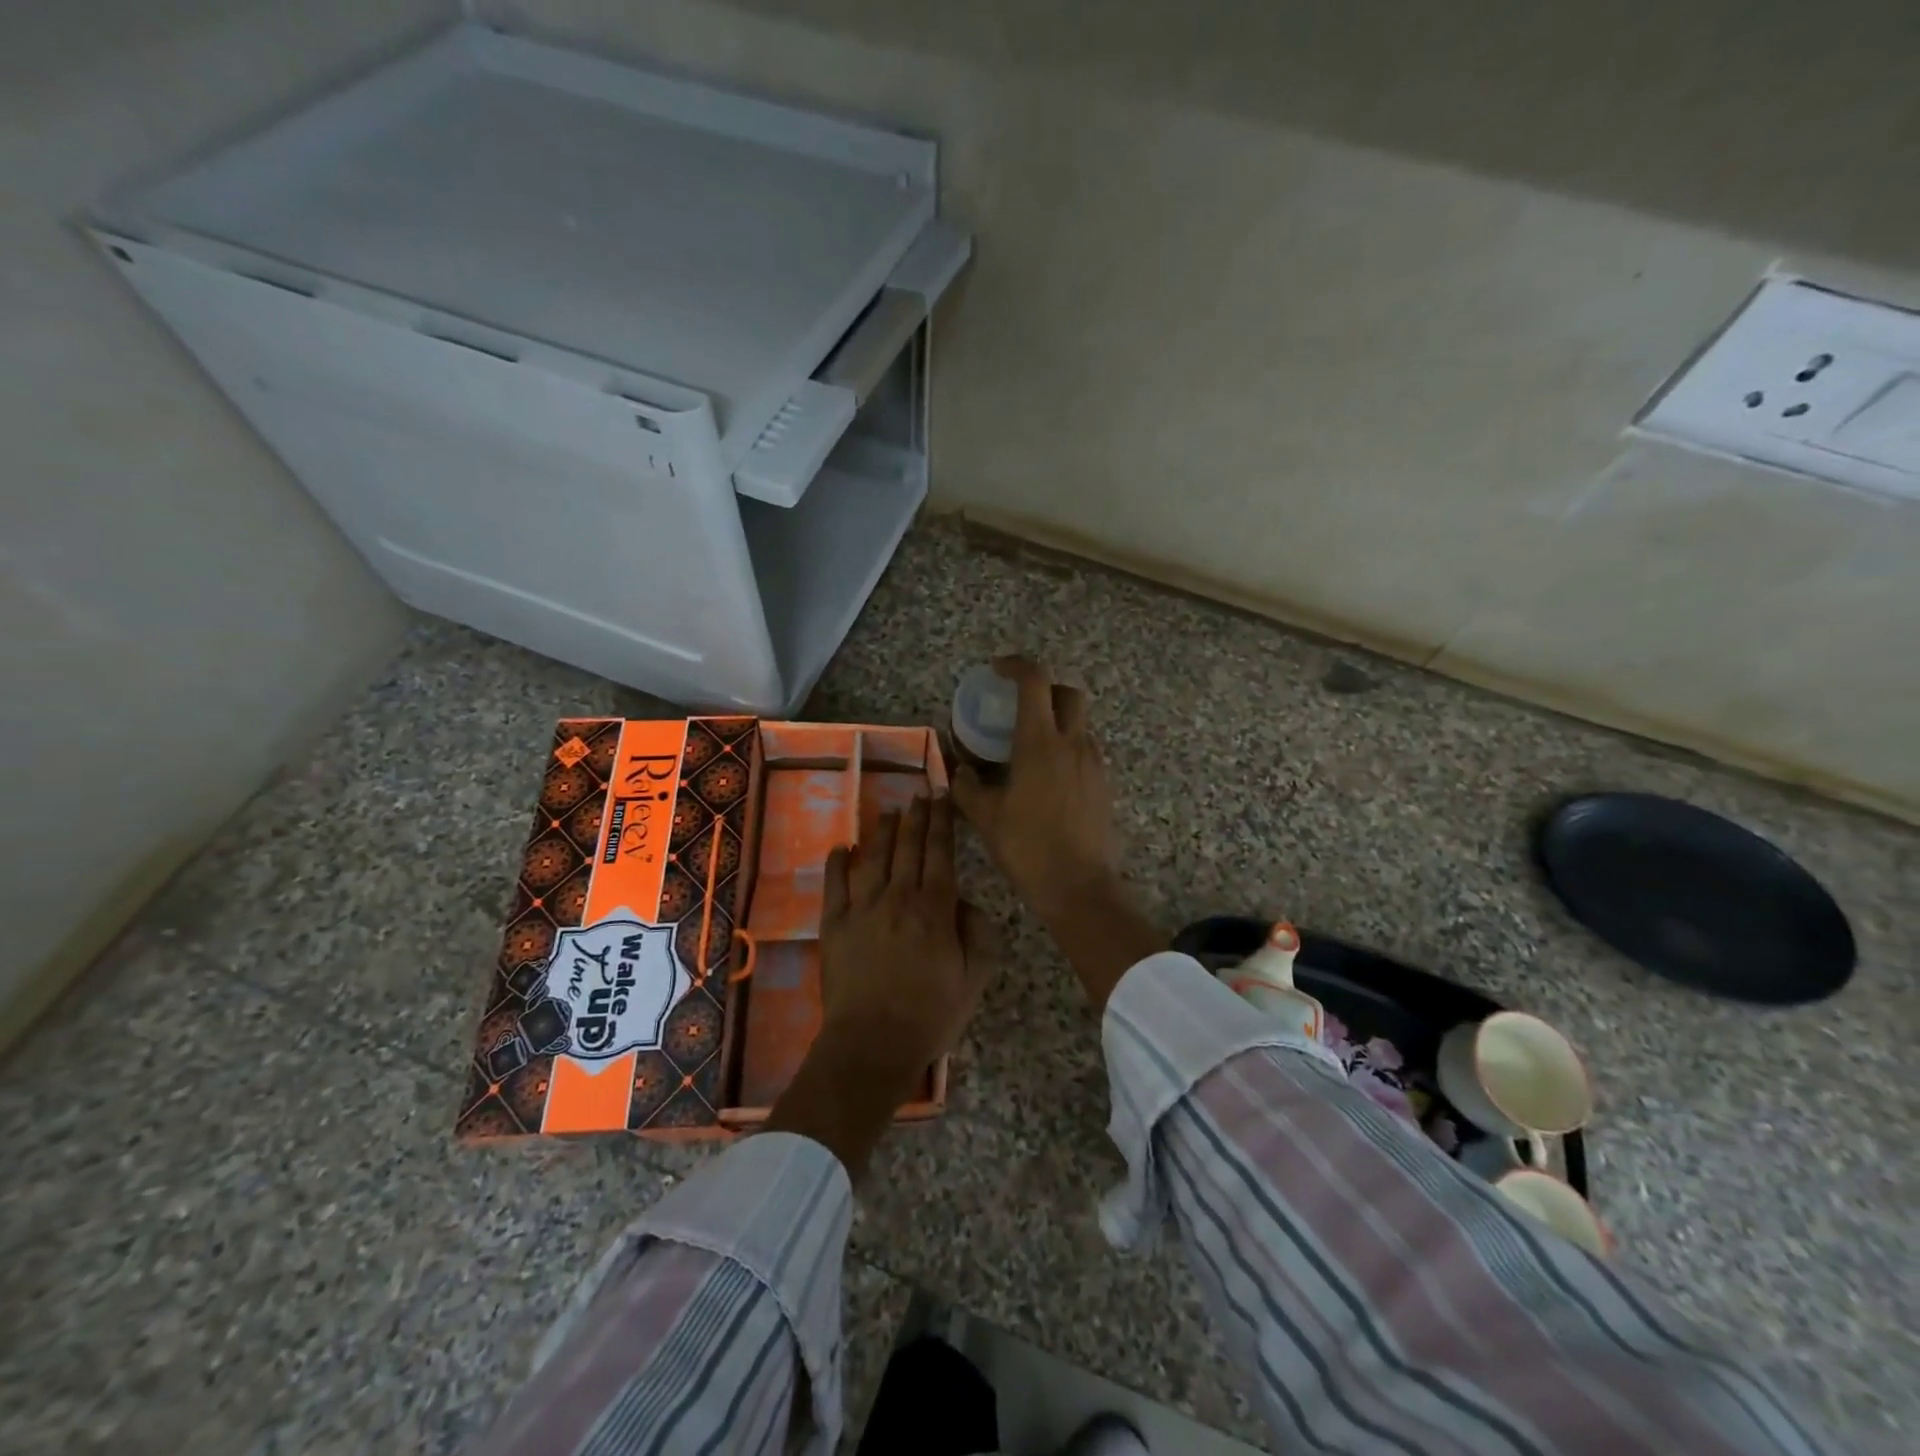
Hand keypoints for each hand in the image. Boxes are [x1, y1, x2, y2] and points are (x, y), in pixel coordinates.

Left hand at [817, 794, 997, 1080]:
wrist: (872, 1044)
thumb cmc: (930, 1014)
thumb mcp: (974, 978)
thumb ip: (978, 933)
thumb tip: (964, 902)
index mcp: (935, 908)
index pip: (940, 852)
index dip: (942, 821)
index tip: (943, 796)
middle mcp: (898, 897)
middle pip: (909, 846)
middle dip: (917, 816)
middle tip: (921, 793)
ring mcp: (862, 908)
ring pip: (874, 857)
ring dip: (884, 830)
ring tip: (891, 809)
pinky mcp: (835, 924)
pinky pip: (835, 884)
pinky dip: (838, 862)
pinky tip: (842, 847)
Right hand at [950, 655, 1161, 1010]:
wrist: (1080, 888)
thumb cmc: (1028, 848)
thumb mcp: (985, 816)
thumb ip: (968, 785)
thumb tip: (960, 769)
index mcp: (1040, 742)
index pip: (1035, 681)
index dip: (1016, 666)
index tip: (997, 669)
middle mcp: (1073, 743)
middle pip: (1068, 693)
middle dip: (1044, 688)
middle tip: (1018, 704)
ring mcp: (1095, 763)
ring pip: (1080, 723)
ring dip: (1056, 720)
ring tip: (1028, 745)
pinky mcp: (1104, 784)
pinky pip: (1085, 750)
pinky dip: (1066, 747)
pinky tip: (1046, 776)